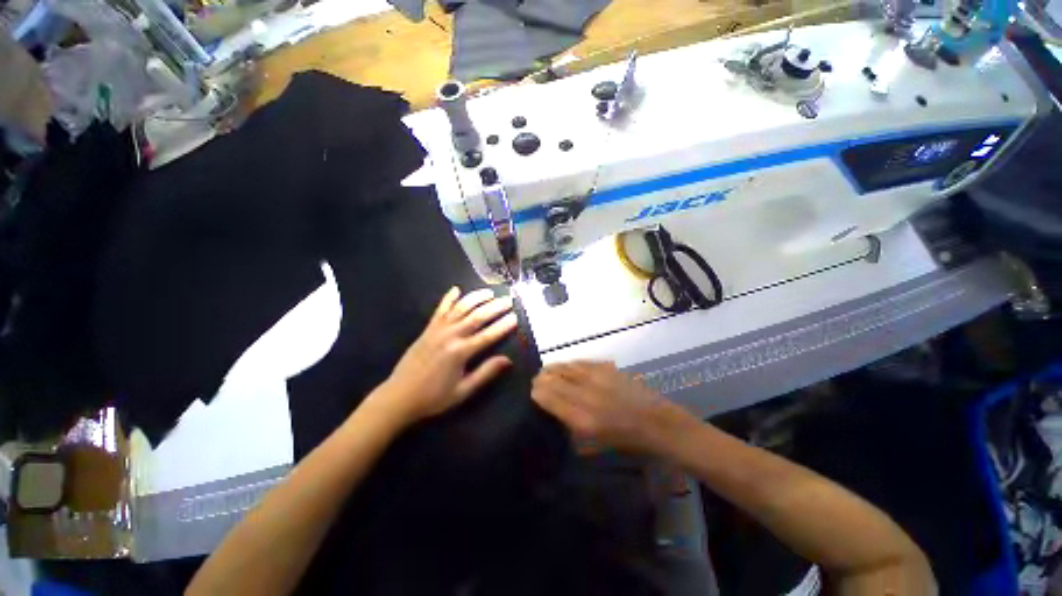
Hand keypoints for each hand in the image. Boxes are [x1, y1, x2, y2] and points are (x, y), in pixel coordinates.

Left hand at [370, 287, 517, 426]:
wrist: (399, 397)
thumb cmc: (434, 397)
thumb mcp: (463, 391)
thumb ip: (485, 373)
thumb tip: (508, 360)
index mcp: (460, 352)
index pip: (488, 335)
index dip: (503, 326)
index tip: (516, 317)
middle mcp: (450, 336)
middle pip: (477, 317)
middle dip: (494, 307)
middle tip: (508, 299)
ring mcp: (437, 330)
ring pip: (460, 308)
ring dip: (476, 298)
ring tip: (489, 292)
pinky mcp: (427, 329)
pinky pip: (440, 310)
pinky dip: (448, 298)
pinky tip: (456, 289)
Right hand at [531, 361, 695, 454]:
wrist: (656, 423)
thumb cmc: (625, 441)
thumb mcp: (593, 444)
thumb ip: (570, 425)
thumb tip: (553, 408)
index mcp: (581, 418)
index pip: (547, 396)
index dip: (536, 392)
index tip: (532, 392)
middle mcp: (585, 394)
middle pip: (552, 378)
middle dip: (541, 378)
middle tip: (537, 381)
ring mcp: (596, 377)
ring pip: (564, 366)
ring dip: (553, 368)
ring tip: (548, 371)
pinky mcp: (606, 367)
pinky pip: (580, 362)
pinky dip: (569, 364)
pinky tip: (567, 367)